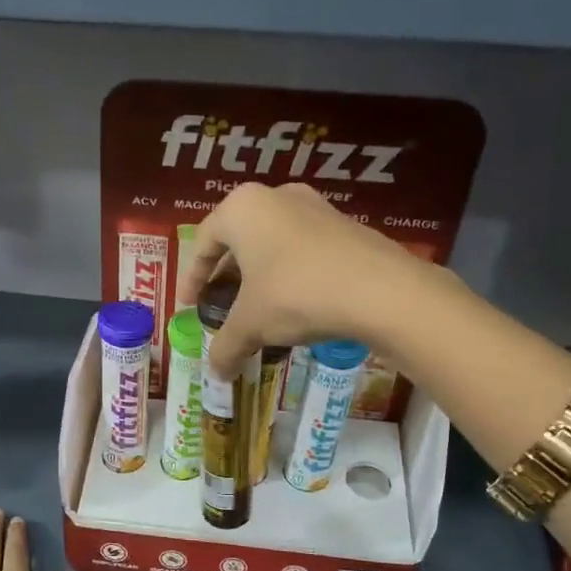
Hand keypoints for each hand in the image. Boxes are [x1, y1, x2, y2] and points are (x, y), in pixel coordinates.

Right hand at [175, 182, 429, 377]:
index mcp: (241, 209)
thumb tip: (216, 375)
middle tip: (221, 304)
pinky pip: (302, 248)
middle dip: (226, 275)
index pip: (203, 242)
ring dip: (259, 274)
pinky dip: (290, 273)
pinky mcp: (345, 224)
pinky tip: (295, 303)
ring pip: (272, 242)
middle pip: (238, 239)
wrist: (380, 291)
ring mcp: (314, 206)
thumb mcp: (251, 324)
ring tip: (257, 307)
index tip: (189, 304)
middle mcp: (275, 196)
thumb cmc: (296, 294)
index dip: (192, 276)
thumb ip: (226, 346)